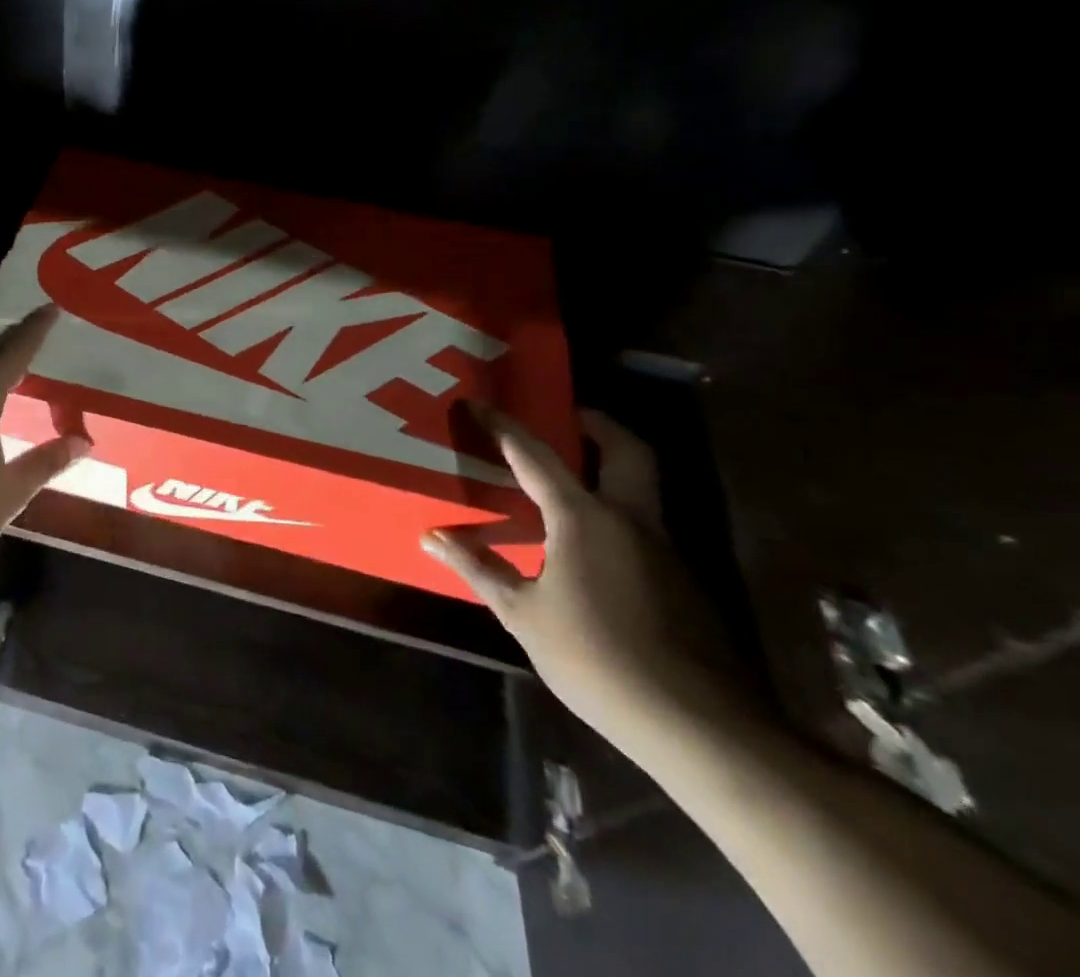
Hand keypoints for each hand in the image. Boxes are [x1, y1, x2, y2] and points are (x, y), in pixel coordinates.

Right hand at [422, 405, 749, 751]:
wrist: (700, 728)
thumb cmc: (596, 659)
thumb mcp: (523, 615)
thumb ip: (479, 569)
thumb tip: (431, 538)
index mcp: (585, 519)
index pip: (535, 456)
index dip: (502, 426)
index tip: (476, 403)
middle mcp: (631, 521)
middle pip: (627, 451)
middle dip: (597, 425)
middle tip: (566, 417)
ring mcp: (665, 551)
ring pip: (641, 488)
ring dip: (609, 470)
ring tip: (566, 481)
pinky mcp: (682, 582)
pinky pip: (644, 527)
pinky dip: (616, 514)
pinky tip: (588, 547)